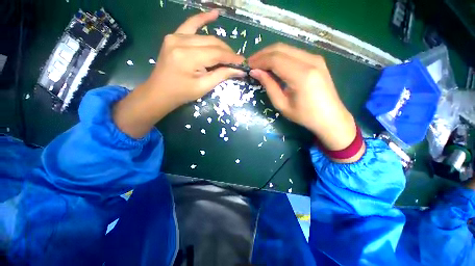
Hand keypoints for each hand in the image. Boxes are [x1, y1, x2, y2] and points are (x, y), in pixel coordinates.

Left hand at [113, 10, 244, 138]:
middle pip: (212, 42)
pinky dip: (202, 19)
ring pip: (205, 36)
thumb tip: (239, 70)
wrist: (160, 92)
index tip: (243, 62)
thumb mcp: (203, 87)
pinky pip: (190, 25)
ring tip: (229, 53)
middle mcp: (180, 42)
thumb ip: (221, 75)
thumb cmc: (182, 93)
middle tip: (237, 61)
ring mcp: (175, 36)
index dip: (231, 58)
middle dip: (227, 52)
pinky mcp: (173, 36)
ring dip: (219, 44)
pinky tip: (214, 14)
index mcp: (187, 57)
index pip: (216, 53)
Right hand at [248, 43, 357, 152]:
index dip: (259, 60)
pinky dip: (280, 56)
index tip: (248, 66)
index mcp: (301, 75)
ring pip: (287, 48)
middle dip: (263, 54)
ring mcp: (315, 58)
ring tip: (259, 64)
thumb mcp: (282, 104)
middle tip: (251, 63)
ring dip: (271, 54)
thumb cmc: (305, 116)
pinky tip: (273, 64)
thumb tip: (255, 72)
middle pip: (280, 49)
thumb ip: (269, 85)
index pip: (275, 59)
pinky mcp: (317, 60)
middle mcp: (310, 61)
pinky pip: (294, 53)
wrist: (330, 117)